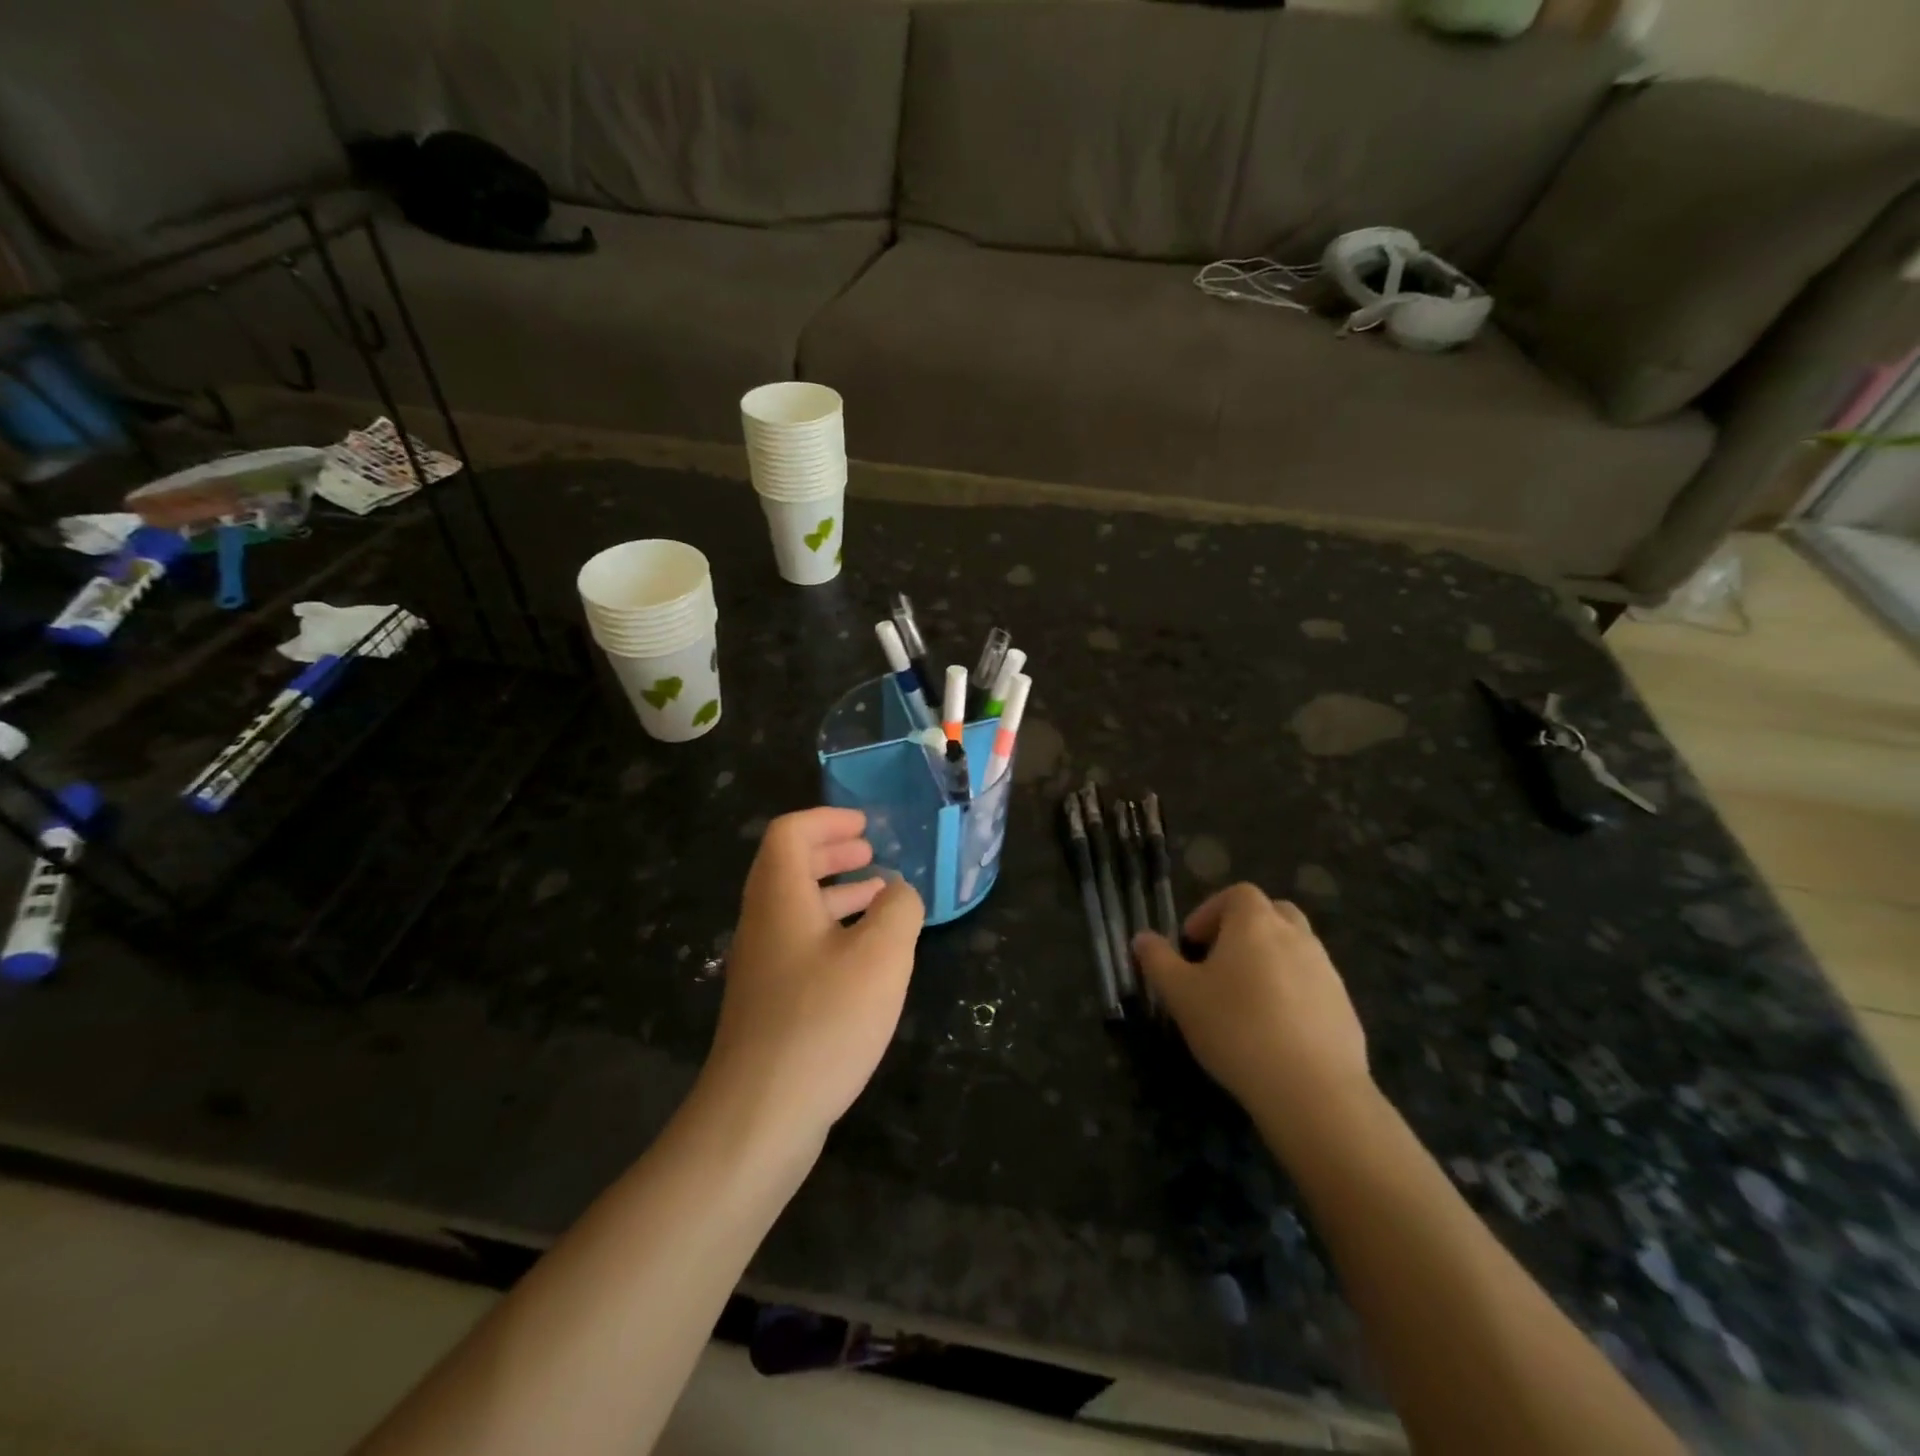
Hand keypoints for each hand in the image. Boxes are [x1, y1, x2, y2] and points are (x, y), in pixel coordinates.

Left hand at [702, 808, 924, 1148]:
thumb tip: (898, 892)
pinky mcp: (768, 1003)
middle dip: (831, 852)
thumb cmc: (823, 1021)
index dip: (826, 819)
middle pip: (788, 866)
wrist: (759, 1117)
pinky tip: (866, 958)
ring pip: (795, 907)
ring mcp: (761, 966)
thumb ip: (899, 909)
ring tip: (879, 897)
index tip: (865, 825)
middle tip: (870, 852)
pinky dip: (832, 931)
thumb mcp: (881, 956)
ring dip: (836, 892)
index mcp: (780, 898)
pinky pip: (800, 944)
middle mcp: (762, 923)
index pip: (789, 833)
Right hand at [1133, 885, 1370, 1129]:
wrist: (1312, 1090)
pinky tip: (1274, 1032)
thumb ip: (1157, 960)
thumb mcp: (1180, 994)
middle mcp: (1296, 936)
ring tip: (1245, 1002)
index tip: (1192, 944)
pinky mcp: (1345, 1007)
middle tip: (1220, 963)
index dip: (1211, 912)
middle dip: (1245, 931)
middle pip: (1272, 914)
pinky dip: (1292, 995)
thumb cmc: (1236, 1028)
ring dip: (1269, 962)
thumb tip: (1142, 938)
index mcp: (1256, 923)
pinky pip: (1312, 986)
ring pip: (1295, 950)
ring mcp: (1326, 971)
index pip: (1236, 894)